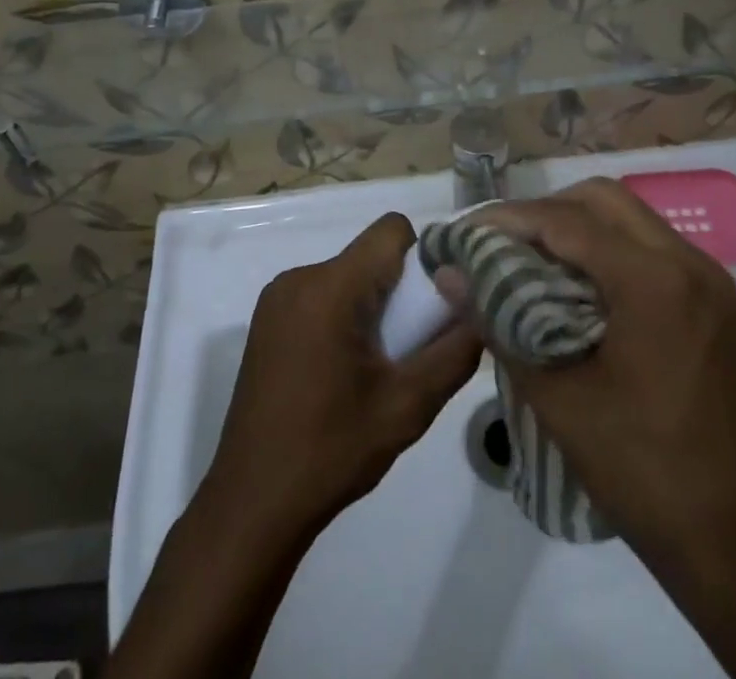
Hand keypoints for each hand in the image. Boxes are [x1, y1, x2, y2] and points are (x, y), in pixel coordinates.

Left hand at [202, 214, 483, 544]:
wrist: (252, 504)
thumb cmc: (331, 452)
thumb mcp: (407, 407)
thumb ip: (454, 354)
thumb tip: (483, 313)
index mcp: (330, 287)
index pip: (392, 231)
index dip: (424, 257)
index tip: (434, 305)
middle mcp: (299, 277)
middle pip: (370, 255)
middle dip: (399, 290)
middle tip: (409, 348)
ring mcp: (277, 297)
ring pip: (348, 275)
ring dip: (372, 305)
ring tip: (377, 366)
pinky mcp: (267, 319)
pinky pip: (322, 293)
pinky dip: (344, 315)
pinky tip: (343, 371)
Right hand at [459, 180, 735, 570]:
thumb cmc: (647, 476)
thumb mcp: (560, 402)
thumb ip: (501, 326)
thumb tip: (451, 276)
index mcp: (654, 281)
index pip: (567, 220)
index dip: (509, 218)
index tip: (466, 232)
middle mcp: (689, 263)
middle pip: (603, 199)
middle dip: (546, 212)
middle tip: (503, 243)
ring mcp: (712, 282)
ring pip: (632, 218)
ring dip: (579, 227)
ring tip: (534, 261)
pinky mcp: (719, 304)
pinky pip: (654, 248)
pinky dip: (611, 250)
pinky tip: (583, 289)